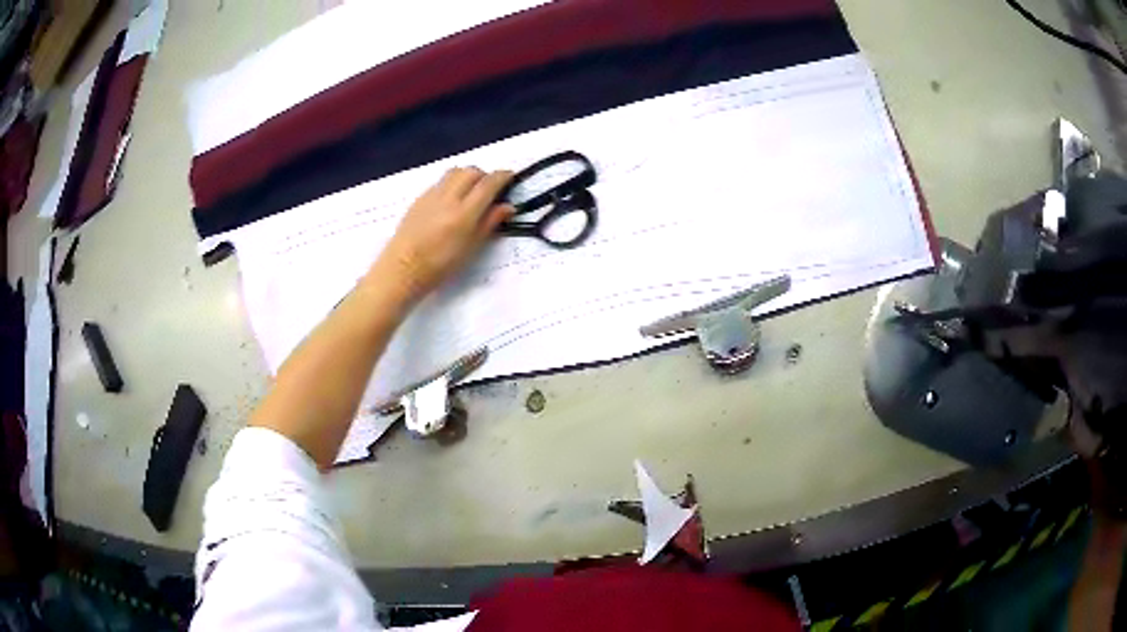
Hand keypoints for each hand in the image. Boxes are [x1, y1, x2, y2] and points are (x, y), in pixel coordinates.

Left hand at [374, 167, 513, 301]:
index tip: (510, 177)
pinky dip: (452, 183)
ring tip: (470, 191)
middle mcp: (449, 197)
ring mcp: (432, 195)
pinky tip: (451, 200)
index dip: (503, 176)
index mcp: (465, 212)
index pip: (489, 183)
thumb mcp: (472, 247)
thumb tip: (508, 206)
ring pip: (455, 172)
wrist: (403, 268)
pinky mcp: (420, 198)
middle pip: (471, 171)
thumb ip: (490, 222)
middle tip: (489, 189)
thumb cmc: (441, 265)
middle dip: (484, 175)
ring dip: (467, 176)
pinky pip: (441, 182)